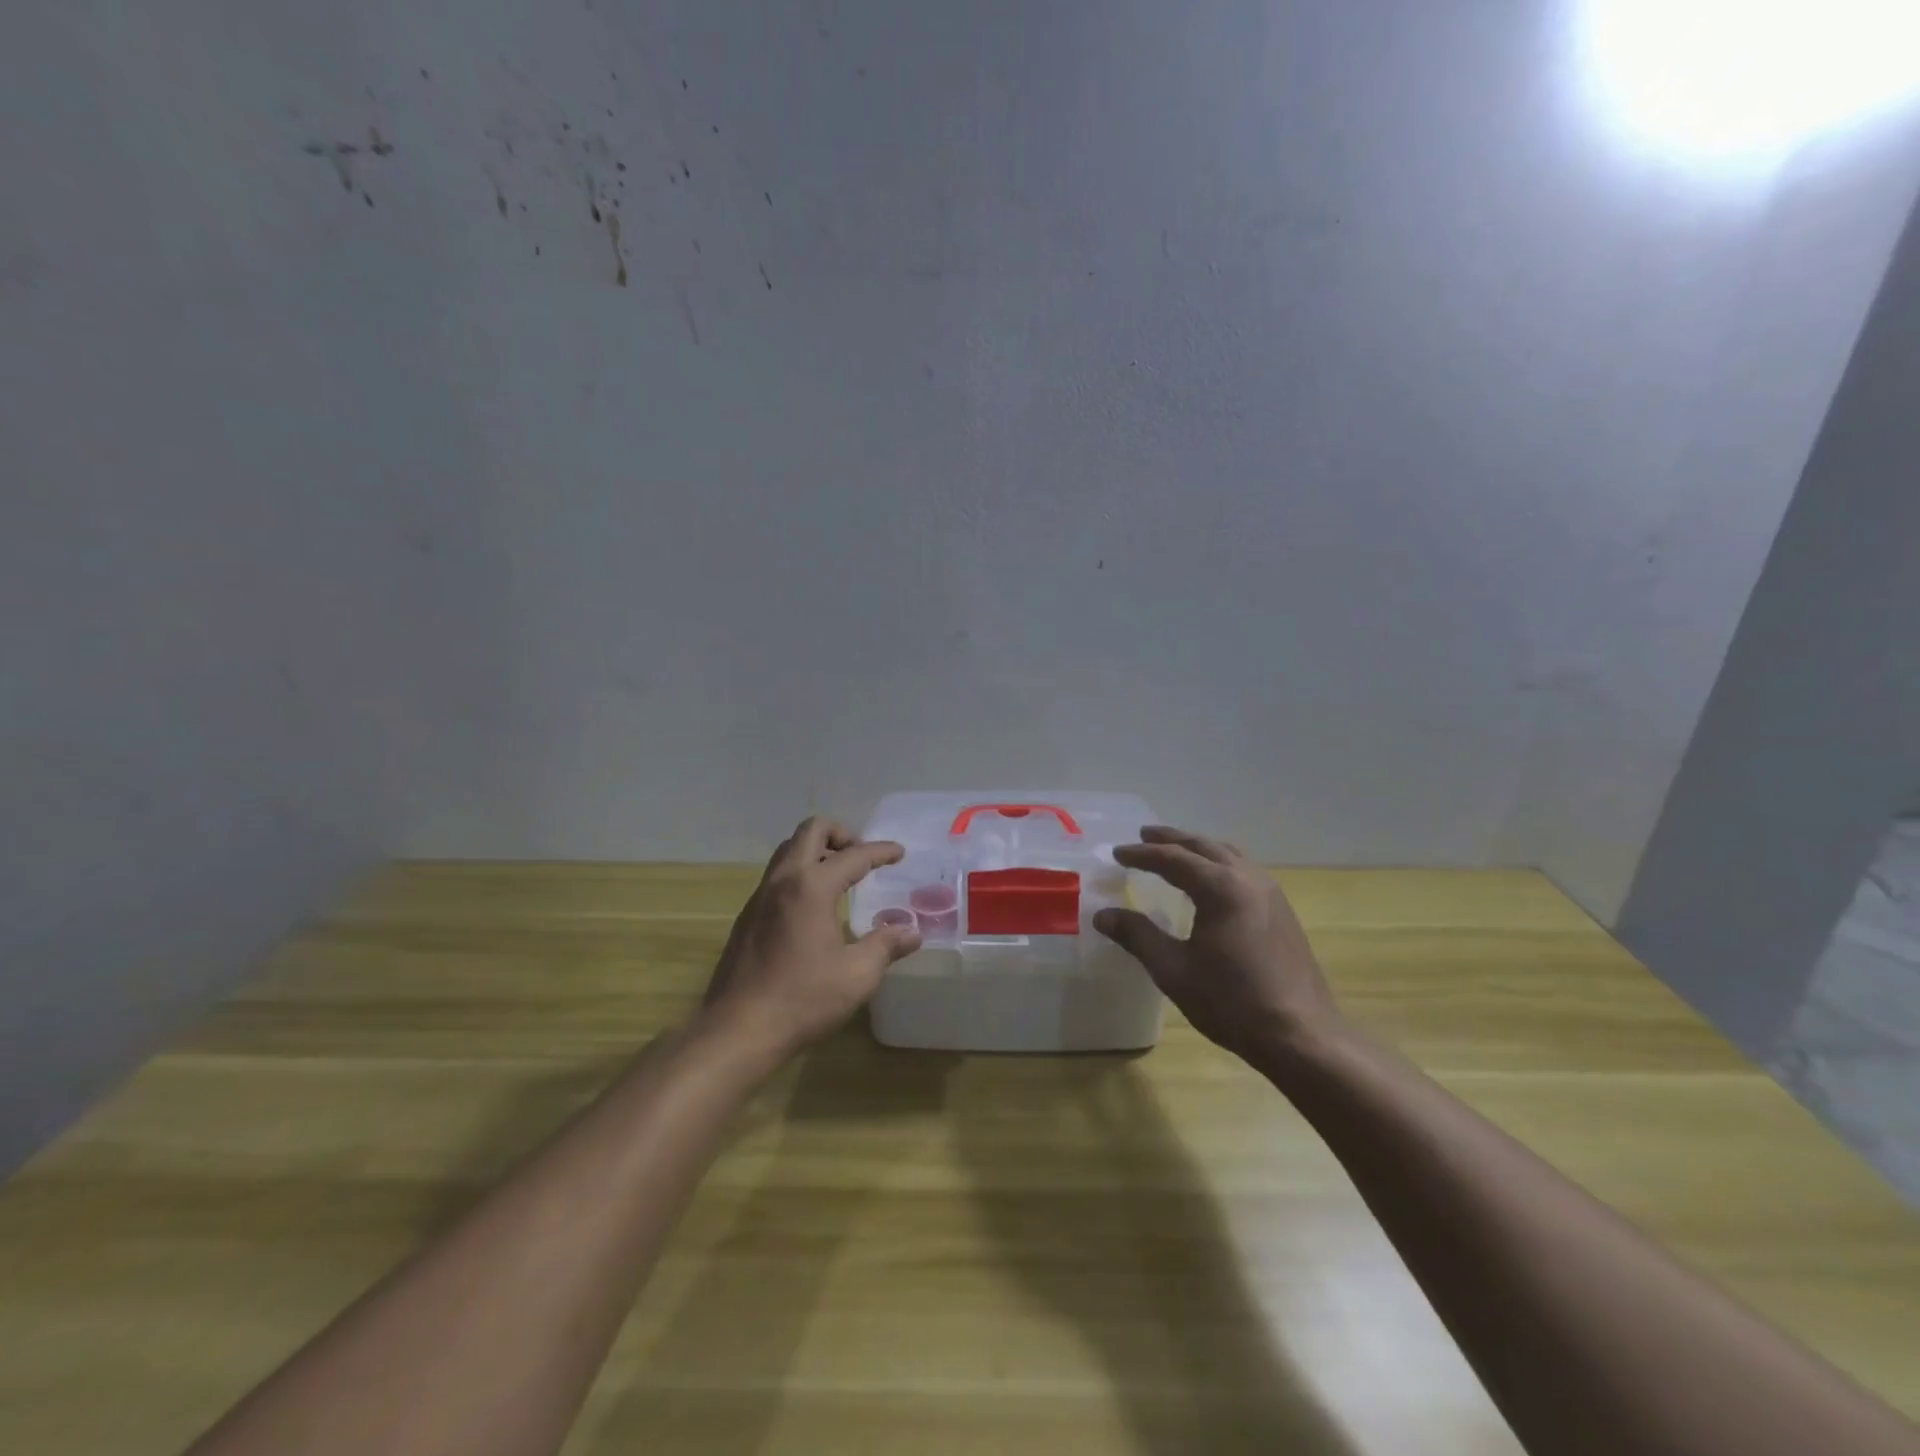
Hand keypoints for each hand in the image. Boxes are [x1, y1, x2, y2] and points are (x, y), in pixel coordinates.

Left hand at [701, 816, 921, 1059]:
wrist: (736, 1030)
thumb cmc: (802, 1000)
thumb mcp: (857, 975)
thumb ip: (886, 946)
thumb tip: (911, 931)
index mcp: (811, 887)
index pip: (854, 855)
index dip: (881, 852)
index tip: (899, 853)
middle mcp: (782, 880)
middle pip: (811, 831)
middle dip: (841, 834)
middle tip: (862, 857)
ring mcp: (759, 897)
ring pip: (789, 850)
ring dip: (817, 850)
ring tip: (841, 876)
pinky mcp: (747, 917)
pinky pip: (776, 875)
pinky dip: (800, 873)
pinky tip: (813, 906)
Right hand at [1093, 826, 1338, 1063]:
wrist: (1301, 1036)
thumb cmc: (1231, 1002)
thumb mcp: (1174, 970)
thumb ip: (1138, 936)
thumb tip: (1103, 915)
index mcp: (1220, 888)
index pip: (1173, 859)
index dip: (1142, 854)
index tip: (1117, 853)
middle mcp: (1248, 879)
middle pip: (1204, 846)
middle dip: (1172, 839)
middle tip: (1144, 835)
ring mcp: (1271, 894)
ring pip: (1229, 855)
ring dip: (1198, 849)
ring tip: (1176, 852)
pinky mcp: (1282, 912)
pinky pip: (1244, 871)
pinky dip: (1219, 864)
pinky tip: (1211, 883)